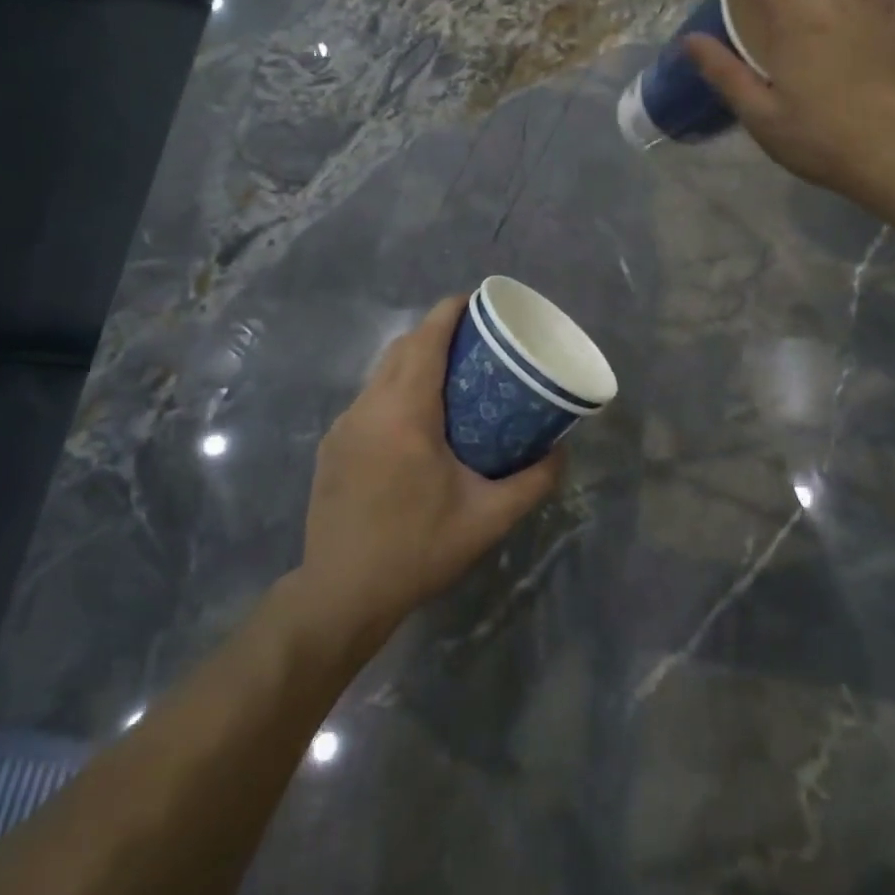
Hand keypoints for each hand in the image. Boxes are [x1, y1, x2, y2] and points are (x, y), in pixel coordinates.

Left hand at [295, 296, 562, 652]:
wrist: (342, 593)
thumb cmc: (418, 549)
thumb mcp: (488, 518)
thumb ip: (533, 481)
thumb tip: (562, 451)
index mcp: (406, 413)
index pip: (426, 340)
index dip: (450, 312)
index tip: (477, 301)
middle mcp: (369, 407)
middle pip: (402, 348)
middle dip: (435, 331)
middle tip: (474, 340)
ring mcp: (344, 425)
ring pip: (381, 372)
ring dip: (413, 360)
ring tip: (449, 375)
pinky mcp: (332, 446)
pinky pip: (368, 399)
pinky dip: (394, 389)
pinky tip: (415, 422)